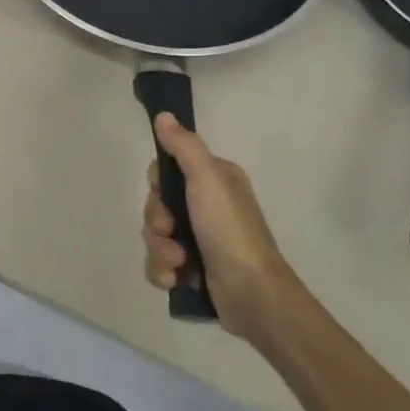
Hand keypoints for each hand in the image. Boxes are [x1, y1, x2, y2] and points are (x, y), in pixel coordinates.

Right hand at [142, 114, 303, 348]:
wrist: (254, 295)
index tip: (164, 196)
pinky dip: (162, 271)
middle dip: (156, 223)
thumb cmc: (231, 231)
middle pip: (156, 205)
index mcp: (214, 182)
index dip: (157, 187)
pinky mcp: (193, 269)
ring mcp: (199, 240)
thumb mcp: (208, 180)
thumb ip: (184, 147)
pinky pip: (159, 263)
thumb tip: (164, 115)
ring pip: (155, 236)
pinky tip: (175, 279)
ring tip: (179, 263)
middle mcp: (207, 207)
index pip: (166, 172)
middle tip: (171, 232)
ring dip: (159, 250)